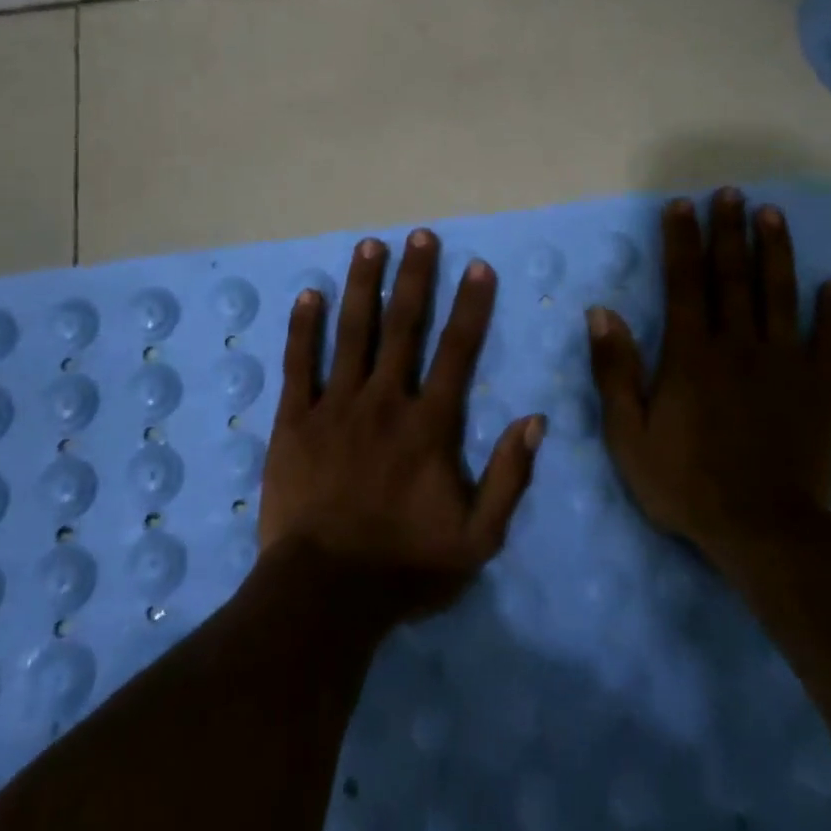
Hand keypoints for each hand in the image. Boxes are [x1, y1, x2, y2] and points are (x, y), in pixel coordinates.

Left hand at [260, 228, 544, 619]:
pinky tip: (309, 295)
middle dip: (415, 277)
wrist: (325, 594)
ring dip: (362, 286)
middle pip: (403, 327)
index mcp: (430, 425)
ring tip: (370, 245)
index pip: (457, 351)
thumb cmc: (405, 566)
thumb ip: (510, 478)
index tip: (478, 266)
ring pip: (352, 333)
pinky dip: (303, 328)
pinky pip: (298, 364)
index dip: (471, 306)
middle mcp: (385, 401)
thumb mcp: (479, 538)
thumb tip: (536, 420)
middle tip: (420, 235)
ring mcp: (335, 406)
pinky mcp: (294, 421)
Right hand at [588, 188, 830, 565]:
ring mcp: (784, 362)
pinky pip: (829, 339)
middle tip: (731, 193)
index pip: (684, 283)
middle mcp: (738, 344)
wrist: (764, 530)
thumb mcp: (628, 434)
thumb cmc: (686, 483)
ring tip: (773, 214)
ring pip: (779, 294)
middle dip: (729, 231)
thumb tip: (602, 313)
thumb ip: (615, 371)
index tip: (681, 206)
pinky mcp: (819, 387)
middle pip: (733, 276)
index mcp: (691, 354)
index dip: (681, 241)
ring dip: (776, 251)